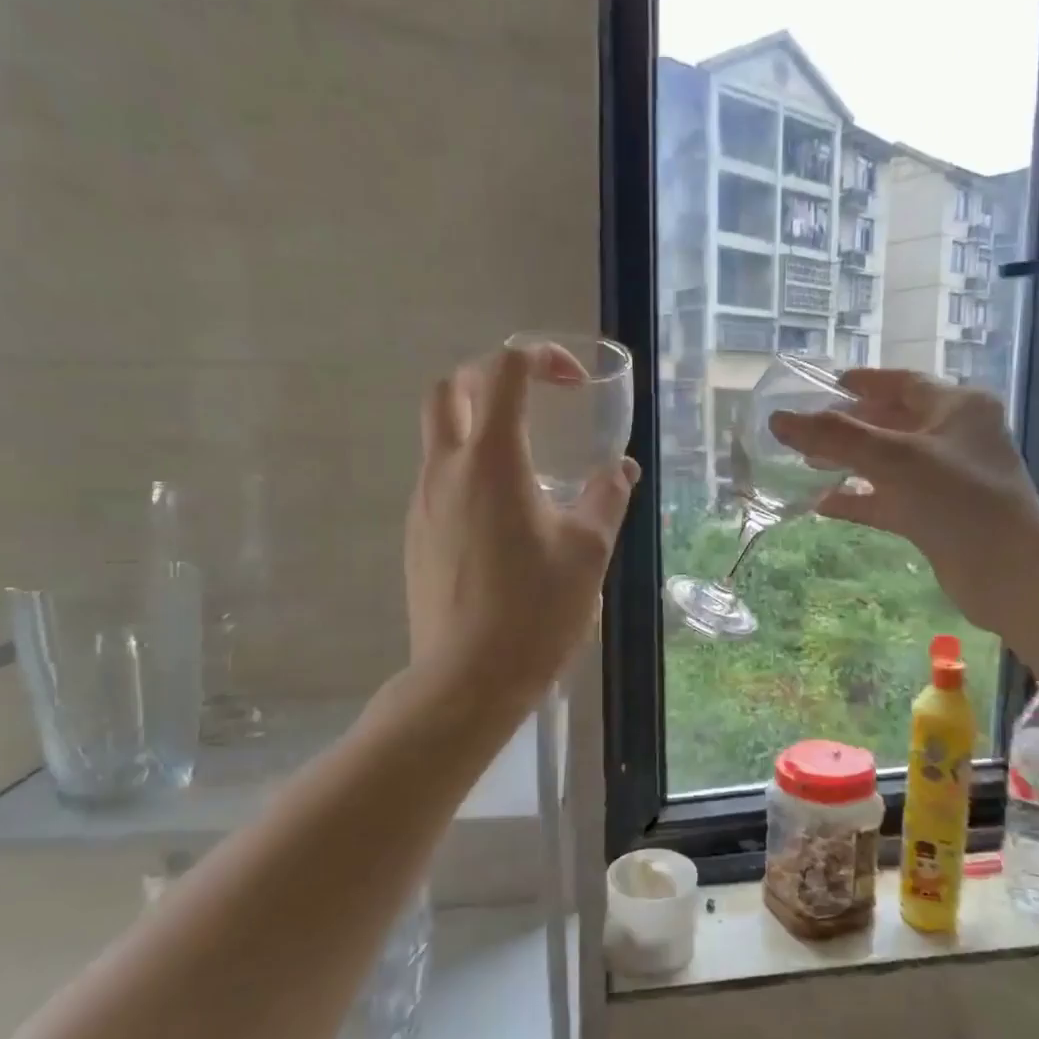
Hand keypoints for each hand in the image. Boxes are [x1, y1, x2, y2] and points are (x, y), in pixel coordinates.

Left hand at [405, 346, 638, 697]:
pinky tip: (505, 517)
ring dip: (478, 426)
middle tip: (534, 400)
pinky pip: (438, 480)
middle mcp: (447, 470)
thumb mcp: (588, 552)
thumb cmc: (536, 611)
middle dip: (490, 378)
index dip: (539, 359)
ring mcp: (423, 503)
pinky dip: (469, 471)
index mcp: (493, 462)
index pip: (503, 373)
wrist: (467, 679)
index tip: (572, 380)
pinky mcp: (416, 536)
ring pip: (439, 436)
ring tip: (528, 466)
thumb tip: (621, 470)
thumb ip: (606, 499)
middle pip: (449, 390)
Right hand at [769, 368, 1038, 633]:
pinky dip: (858, 499)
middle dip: (849, 426)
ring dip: (849, 463)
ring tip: (806, 465)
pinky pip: (889, 499)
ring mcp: (946, 480)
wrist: (1008, 572)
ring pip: (888, 463)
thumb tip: (779, 420)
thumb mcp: (894, 459)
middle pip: (892, 422)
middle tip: (806, 430)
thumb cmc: (958, 499)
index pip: (903, 384)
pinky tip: (823, 504)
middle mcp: (955, 438)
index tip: (827, 385)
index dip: (864, 382)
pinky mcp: (936, 516)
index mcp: (958, 407)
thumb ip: (835, 437)